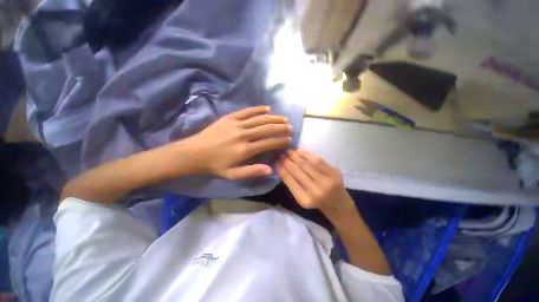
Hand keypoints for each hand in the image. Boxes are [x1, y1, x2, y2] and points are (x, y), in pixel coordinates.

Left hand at [183, 106, 291, 179]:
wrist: (194, 153)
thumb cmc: (215, 165)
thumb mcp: (233, 174)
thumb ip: (252, 171)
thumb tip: (270, 169)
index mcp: (245, 149)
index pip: (268, 143)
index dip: (280, 141)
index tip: (289, 139)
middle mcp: (243, 135)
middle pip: (266, 129)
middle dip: (280, 128)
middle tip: (289, 127)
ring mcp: (236, 124)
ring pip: (259, 119)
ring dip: (273, 118)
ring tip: (283, 118)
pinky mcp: (230, 117)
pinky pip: (247, 111)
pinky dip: (258, 109)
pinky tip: (267, 108)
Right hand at [277, 149, 355, 216]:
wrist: (339, 205)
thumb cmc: (317, 203)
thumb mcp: (302, 198)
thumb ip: (293, 185)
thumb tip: (282, 168)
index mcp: (304, 199)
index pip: (289, 180)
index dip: (281, 169)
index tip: (275, 161)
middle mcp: (315, 191)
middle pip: (296, 171)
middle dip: (286, 161)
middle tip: (280, 154)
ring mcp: (326, 181)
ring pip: (305, 165)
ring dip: (295, 156)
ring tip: (288, 151)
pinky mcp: (334, 173)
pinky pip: (317, 161)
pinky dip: (307, 154)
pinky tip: (299, 151)